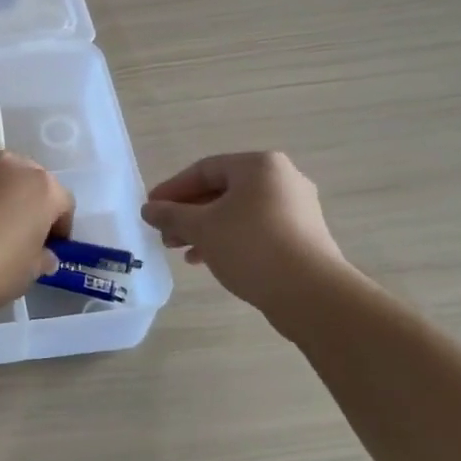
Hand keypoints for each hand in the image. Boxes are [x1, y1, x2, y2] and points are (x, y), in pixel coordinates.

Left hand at [0, 153, 73, 318]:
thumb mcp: (28, 273)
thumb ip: (41, 258)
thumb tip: (43, 255)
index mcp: (41, 186)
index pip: (63, 203)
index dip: (60, 228)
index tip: (50, 250)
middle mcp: (10, 165)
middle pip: (29, 182)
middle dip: (30, 205)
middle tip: (20, 236)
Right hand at [141, 152, 349, 321]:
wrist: (312, 294)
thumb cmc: (251, 246)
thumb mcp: (202, 227)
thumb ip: (171, 214)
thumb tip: (148, 209)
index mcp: (259, 166)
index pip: (204, 170)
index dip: (172, 189)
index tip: (150, 209)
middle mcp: (282, 179)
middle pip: (221, 191)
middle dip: (188, 213)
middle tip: (164, 234)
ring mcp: (296, 209)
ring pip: (237, 212)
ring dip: (205, 229)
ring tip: (181, 250)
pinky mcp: (302, 237)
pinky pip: (255, 229)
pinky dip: (229, 239)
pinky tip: (209, 260)